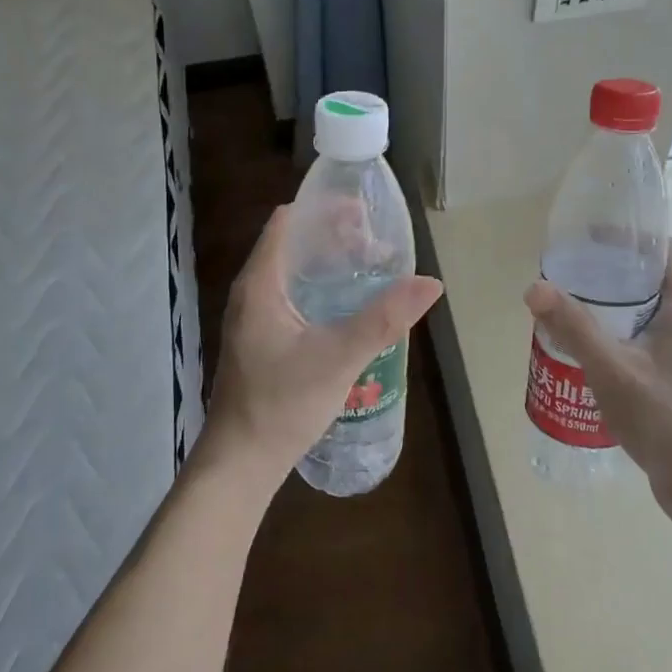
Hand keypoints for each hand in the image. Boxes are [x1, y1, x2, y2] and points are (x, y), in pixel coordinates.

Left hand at [205, 206, 442, 481]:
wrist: (240, 462)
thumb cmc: (281, 405)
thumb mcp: (338, 358)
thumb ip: (384, 319)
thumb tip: (431, 283)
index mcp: (260, 284)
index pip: (288, 222)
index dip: (324, 209)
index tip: (364, 212)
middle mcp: (252, 292)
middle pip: (293, 244)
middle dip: (335, 236)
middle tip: (377, 243)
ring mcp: (254, 317)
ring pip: (294, 272)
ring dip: (330, 264)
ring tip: (371, 268)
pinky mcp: (262, 338)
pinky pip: (294, 296)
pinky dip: (322, 289)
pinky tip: (350, 306)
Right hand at [524, 239, 671, 517]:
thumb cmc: (665, 419)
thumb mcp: (611, 369)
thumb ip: (573, 327)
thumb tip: (535, 287)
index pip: (667, 251)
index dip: (633, 236)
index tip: (593, 236)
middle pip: (655, 278)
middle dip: (615, 270)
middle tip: (573, 271)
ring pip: (651, 311)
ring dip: (617, 304)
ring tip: (576, 306)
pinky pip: (650, 339)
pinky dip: (623, 332)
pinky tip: (594, 350)